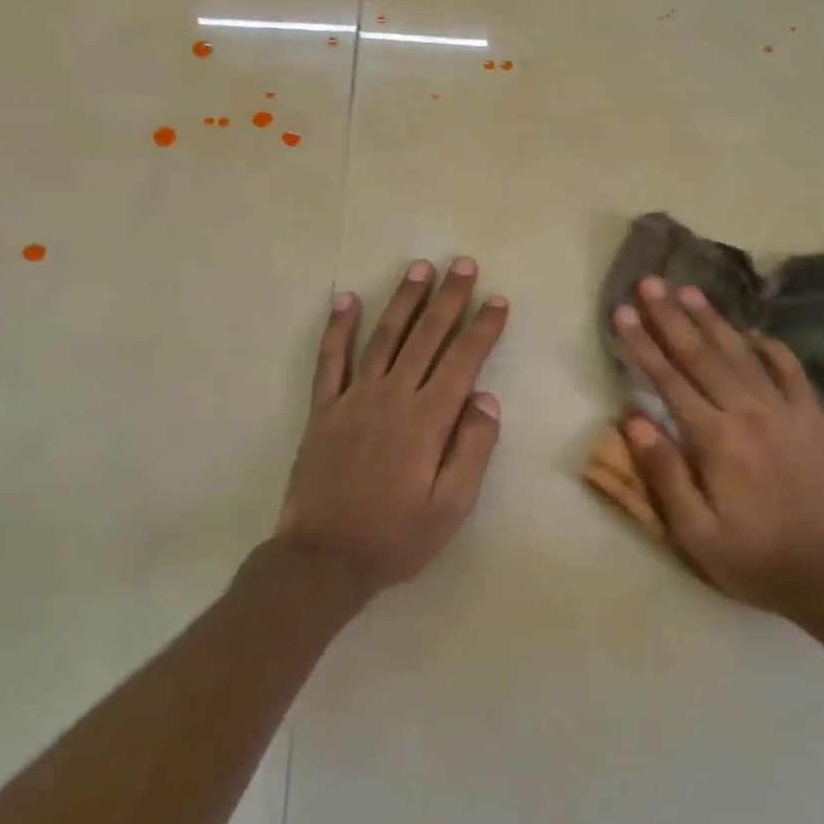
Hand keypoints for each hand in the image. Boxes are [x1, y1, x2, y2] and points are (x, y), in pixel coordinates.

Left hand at [276, 258, 508, 600]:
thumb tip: (485, 399)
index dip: (483, 328)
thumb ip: (472, 449)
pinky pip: (331, 360)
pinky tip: (346, 299)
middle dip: (449, 299)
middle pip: (426, 336)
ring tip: (419, 268)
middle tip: (464, 265)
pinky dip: (338, 327)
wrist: (324, 558)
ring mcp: (353, 399)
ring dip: (403, 300)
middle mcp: (392, 397)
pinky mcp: (324, 410)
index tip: (499, 301)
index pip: (463, 360)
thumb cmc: (396, 536)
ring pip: (383, 337)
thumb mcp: (451, 506)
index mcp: (428, 420)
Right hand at [612, 276, 823, 619]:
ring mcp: (787, 411)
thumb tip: (633, 419)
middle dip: (671, 316)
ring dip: (713, 320)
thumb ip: (664, 473)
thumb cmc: (754, 557)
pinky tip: (753, 331)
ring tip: (689, 290)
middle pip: (702, 355)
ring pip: (742, 353)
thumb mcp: (695, 532)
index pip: (668, 380)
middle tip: (651, 282)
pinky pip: (791, 370)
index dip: (643, 344)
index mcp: (714, 439)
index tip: (624, 313)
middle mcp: (749, 412)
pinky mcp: (815, 418)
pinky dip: (770, 347)